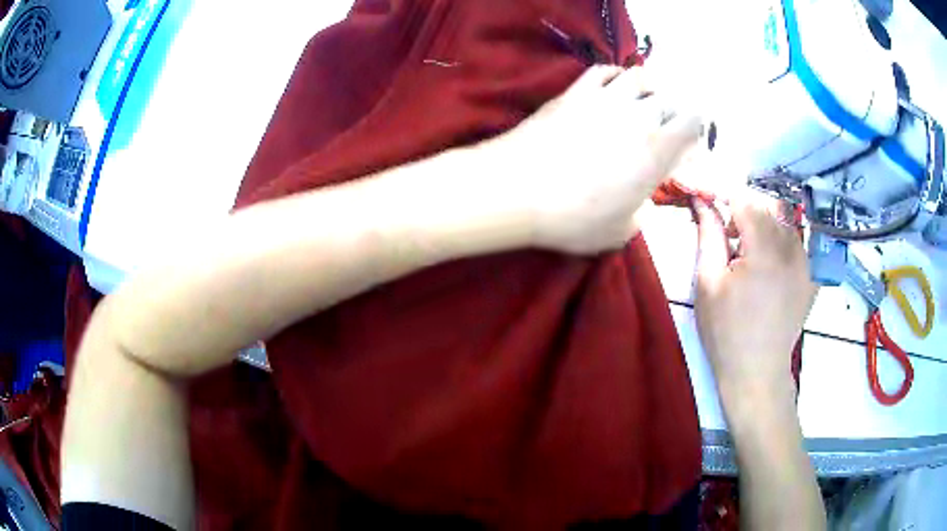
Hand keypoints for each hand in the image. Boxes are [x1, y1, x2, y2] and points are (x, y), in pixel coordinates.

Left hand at [485, 65, 702, 254]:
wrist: (517, 189)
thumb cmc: (573, 218)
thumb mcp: (621, 232)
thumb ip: (641, 213)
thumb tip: (640, 201)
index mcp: (657, 150)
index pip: (694, 121)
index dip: (695, 131)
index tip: (685, 147)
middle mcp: (637, 117)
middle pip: (669, 100)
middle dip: (673, 115)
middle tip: (662, 133)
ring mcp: (605, 99)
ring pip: (640, 78)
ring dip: (647, 91)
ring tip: (640, 107)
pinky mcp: (575, 92)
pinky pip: (604, 71)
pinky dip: (616, 76)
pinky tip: (613, 88)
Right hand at [693, 193, 816, 403]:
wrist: (757, 373)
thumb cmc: (725, 332)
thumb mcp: (708, 282)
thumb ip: (708, 233)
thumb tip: (702, 199)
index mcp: (764, 249)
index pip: (744, 197)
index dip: (722, 191)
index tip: (704, 193)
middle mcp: (792, 248)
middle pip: (765, 205)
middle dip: (742, 207)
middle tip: (724, 230)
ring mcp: (806, 262)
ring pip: (783, 220)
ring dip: (762, 223)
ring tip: (745, 251)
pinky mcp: (811, 275)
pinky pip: (796, 241)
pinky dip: (779, 240)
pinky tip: (767, 264)